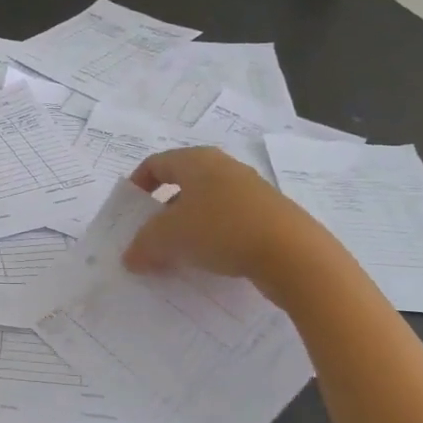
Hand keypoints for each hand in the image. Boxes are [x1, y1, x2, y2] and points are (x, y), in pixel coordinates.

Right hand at [123, 147, 340, 296]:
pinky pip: (229, 221)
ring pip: (206, 204)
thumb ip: (143, 245)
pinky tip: (211, 262)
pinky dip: (213, 237)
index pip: (156, 163)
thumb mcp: (169, 238)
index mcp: (196, 160)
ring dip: (188, 227)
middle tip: (150, 237)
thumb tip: (130, 257)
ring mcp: (250, 190)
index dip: (137, 184)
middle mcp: (223, 167)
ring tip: (178, 254)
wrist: (293, 253)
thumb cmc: (220, 230)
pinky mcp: (269, 214)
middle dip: (161, 211)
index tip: (129, 210)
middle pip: (182, 184)